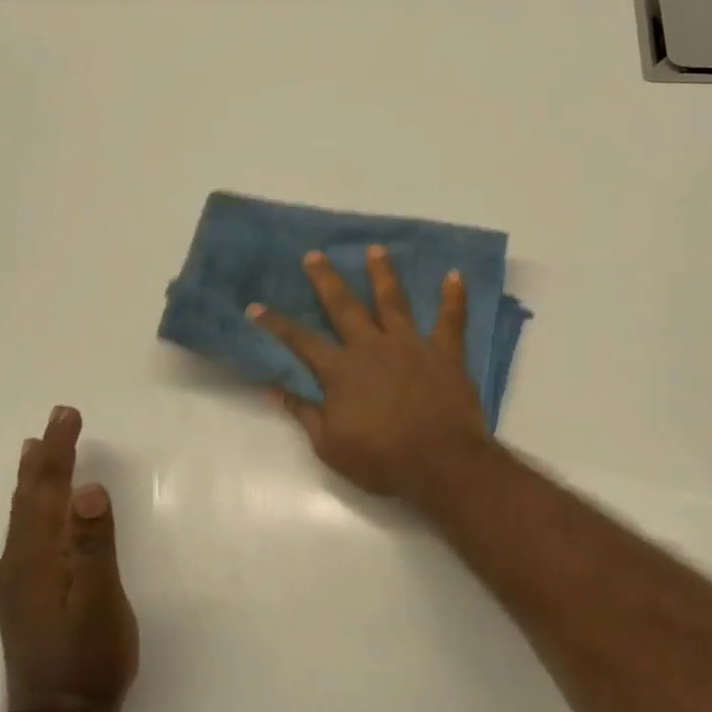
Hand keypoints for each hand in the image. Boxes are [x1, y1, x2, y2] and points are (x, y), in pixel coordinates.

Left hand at [0, 406, 138, 711]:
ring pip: (24, 514)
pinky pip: (26, 531)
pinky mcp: (25, 594)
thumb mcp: (100, 602)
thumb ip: (94, 546)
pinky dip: (32, 504)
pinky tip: (37, 509)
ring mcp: (18, 580)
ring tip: (35, 450)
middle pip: (29, 497)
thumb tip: (88, 490)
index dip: (59, 451)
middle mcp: (18, 562)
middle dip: (45, 456)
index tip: (68, 414)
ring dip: (33, 477)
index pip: (47, 490)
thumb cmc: (89, 660)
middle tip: (58, 418)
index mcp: (37, 558)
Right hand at [250, 246, 491, 501]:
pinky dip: (454, 297)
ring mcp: (410, 345)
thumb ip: (304, 413)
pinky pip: (451, 319)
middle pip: (344, 306)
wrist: (440, 463)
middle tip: (315, 255)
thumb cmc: (381, 460)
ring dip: (383, 273)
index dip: (276, 324)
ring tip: (376, 249)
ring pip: (393, 301)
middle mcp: (372, 347)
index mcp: (341, 371)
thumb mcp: (330, 446)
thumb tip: (274, 389)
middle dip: (326, 279)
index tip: (256, 306)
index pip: (300, 342)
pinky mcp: (445, 352)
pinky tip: (455, 275)